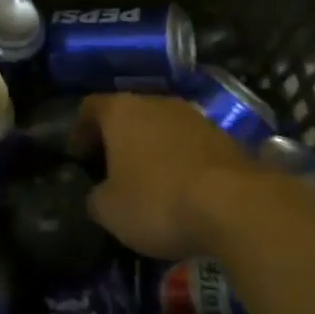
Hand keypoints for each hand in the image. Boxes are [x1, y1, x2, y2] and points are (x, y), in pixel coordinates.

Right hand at [74, 93, 257, 258]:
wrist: (236, 206)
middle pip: (128, 114)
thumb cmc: (158, 200)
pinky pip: (190, 145)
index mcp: (121, 110)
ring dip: (152, 149)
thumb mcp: (110, 210)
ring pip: (162, 127)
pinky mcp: (225, 137)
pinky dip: (181, 162)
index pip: (89, 107)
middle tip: (110, 169)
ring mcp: (194, 117)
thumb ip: (96, 198)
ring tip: (149, 181)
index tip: (78, 156)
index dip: (79, 131)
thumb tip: (98, 196)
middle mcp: (156, 102)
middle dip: (118, 139)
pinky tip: (183, 190)